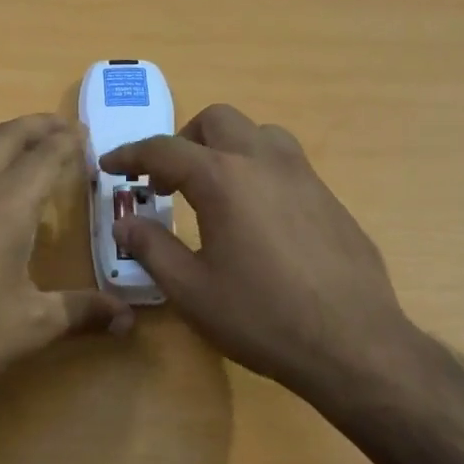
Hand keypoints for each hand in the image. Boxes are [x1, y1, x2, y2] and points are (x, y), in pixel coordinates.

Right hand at [101, 105, 429, 411]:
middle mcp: (264, 162)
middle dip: (183, 140)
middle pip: (217, 120)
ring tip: (214, 189)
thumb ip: (151, 248)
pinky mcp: (329, 197)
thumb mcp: (190, 290)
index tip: (110, 165)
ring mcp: (304, 176)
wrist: (353, 344)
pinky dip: (257, 170)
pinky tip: (256, 217)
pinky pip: (286, 163)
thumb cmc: (261, 317)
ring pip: (259, 133)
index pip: (163, 149)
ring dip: (226, 147)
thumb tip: (126, 223)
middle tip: (167, 180)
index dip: (130, 154)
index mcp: (222, 178)